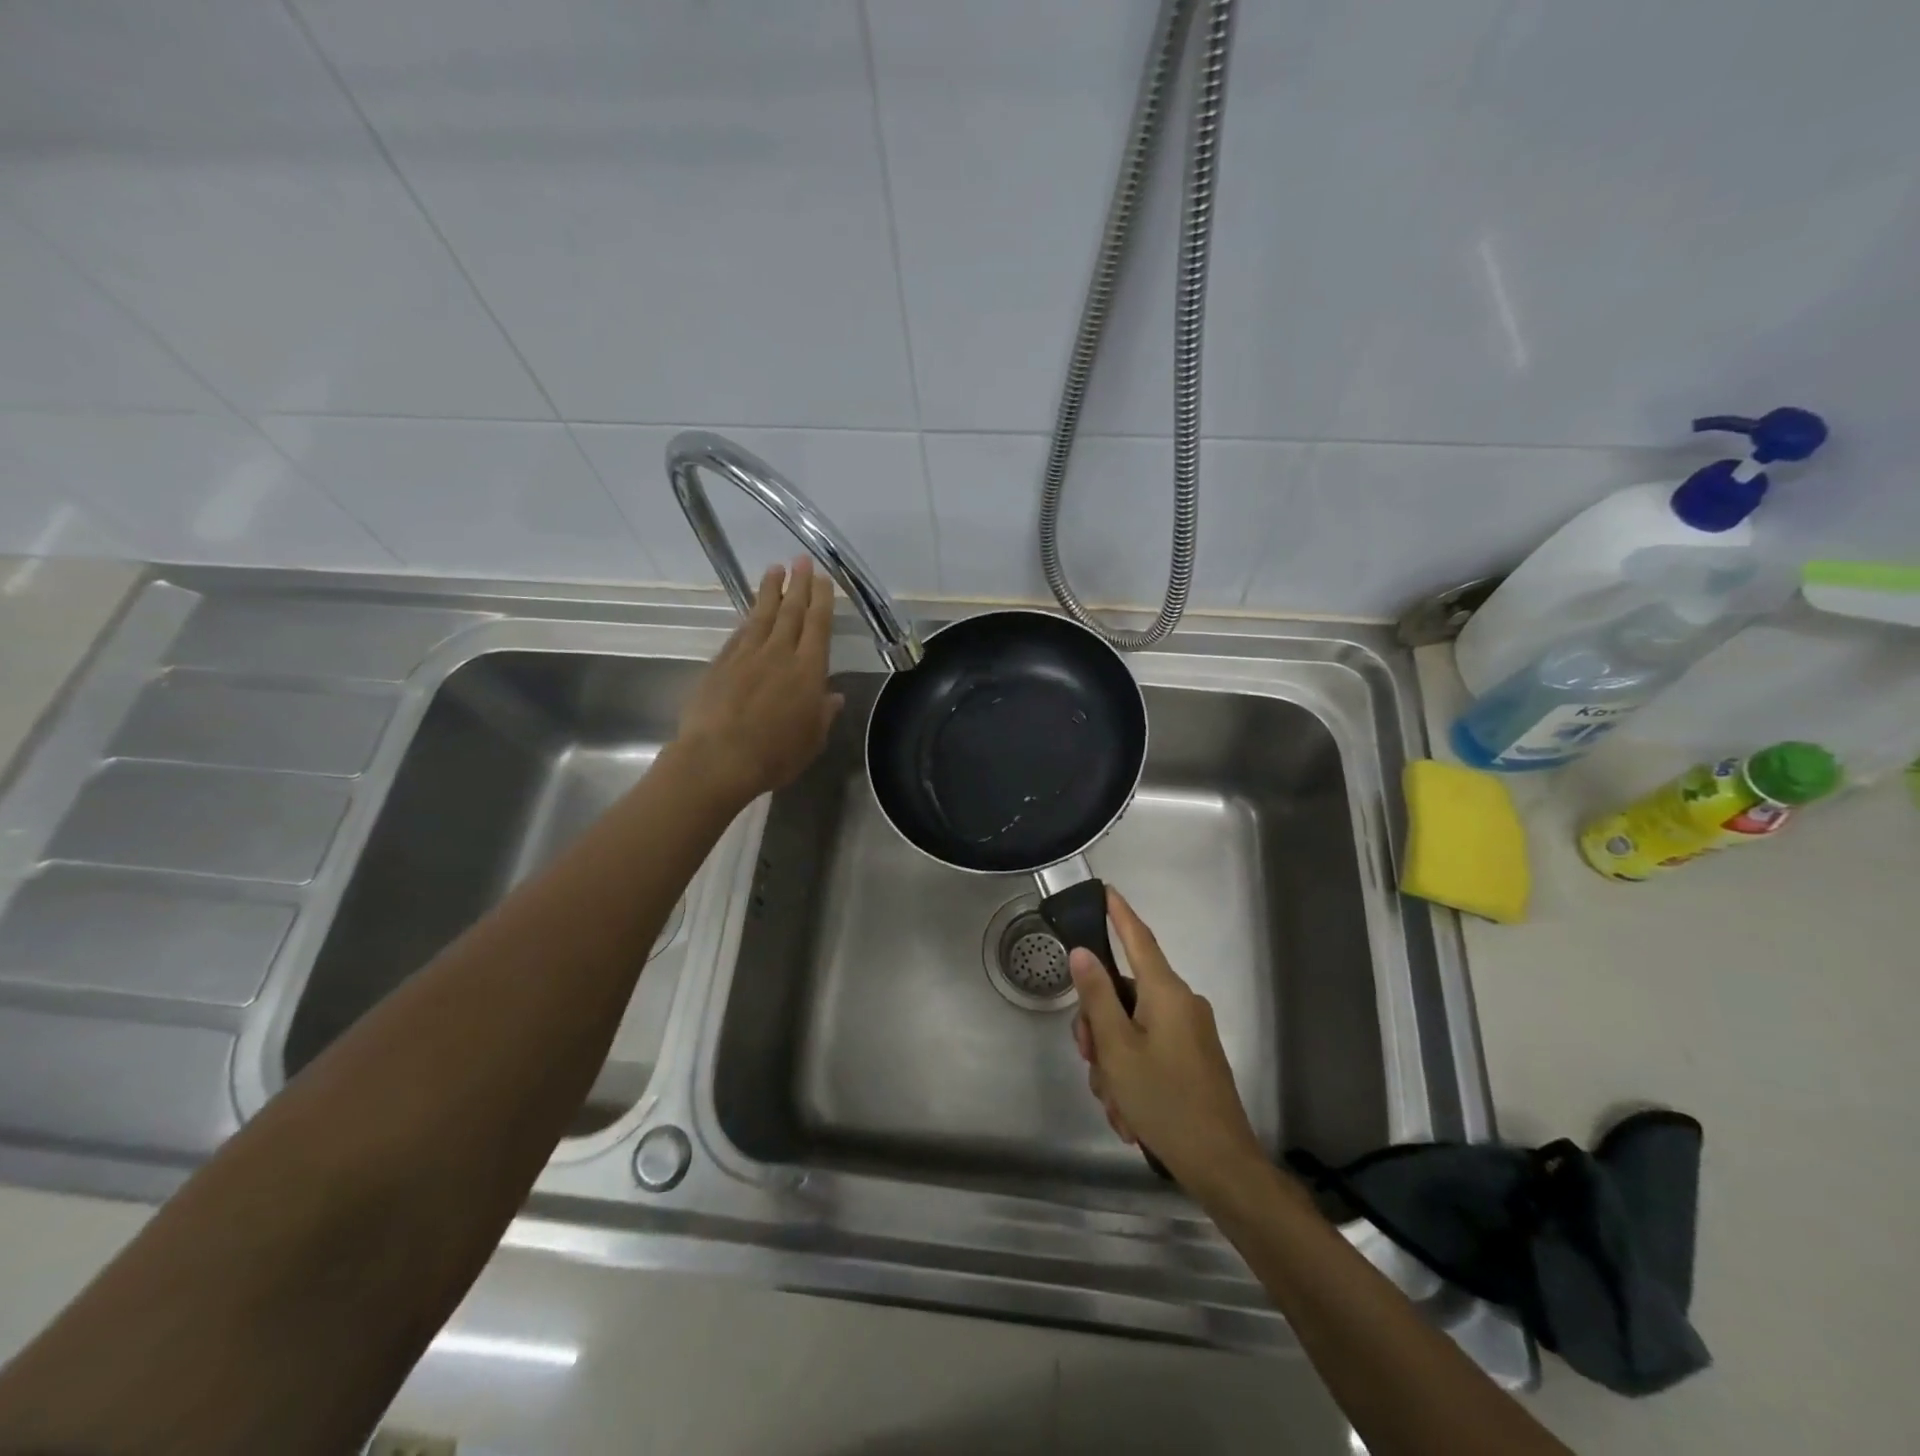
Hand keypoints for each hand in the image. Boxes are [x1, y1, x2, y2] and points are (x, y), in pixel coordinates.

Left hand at [675, 557, 843, 803]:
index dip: (821, 599)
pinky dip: (748, 618)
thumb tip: (832, 696)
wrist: (718, 758)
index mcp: (808, 670)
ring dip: (770, 591)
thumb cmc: (775, 754)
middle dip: (798, 584)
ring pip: (762, 615)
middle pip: (791, 612)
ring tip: (775, 569)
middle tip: (801, 559)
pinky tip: (751, 612)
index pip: (817, 625)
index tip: (822, 578)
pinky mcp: (721, 664)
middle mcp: (779, 654)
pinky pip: (740, 633)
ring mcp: (746, 656)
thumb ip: (823, 714)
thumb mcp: (812, 740)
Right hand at [1069, 889, 1265, 1193]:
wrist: (1221, 1164)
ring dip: (1114, 1063)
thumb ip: (1097, 997)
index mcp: (1166, 993)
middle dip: (1100, 1028)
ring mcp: (1189, 1033)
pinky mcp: (1192, 1059)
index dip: (1119, 914)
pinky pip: (1149, 1051)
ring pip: (1132, 1029)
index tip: (1105, 891)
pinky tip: (1130, 1113)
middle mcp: (1181, 1004)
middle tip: (1091, 1061)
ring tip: (1116, 1104)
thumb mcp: (1118, 1049)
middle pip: (1124, 995)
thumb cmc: (1164, 1100)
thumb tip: (1083, 953)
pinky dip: (1132, 1075)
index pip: (1138, 939)